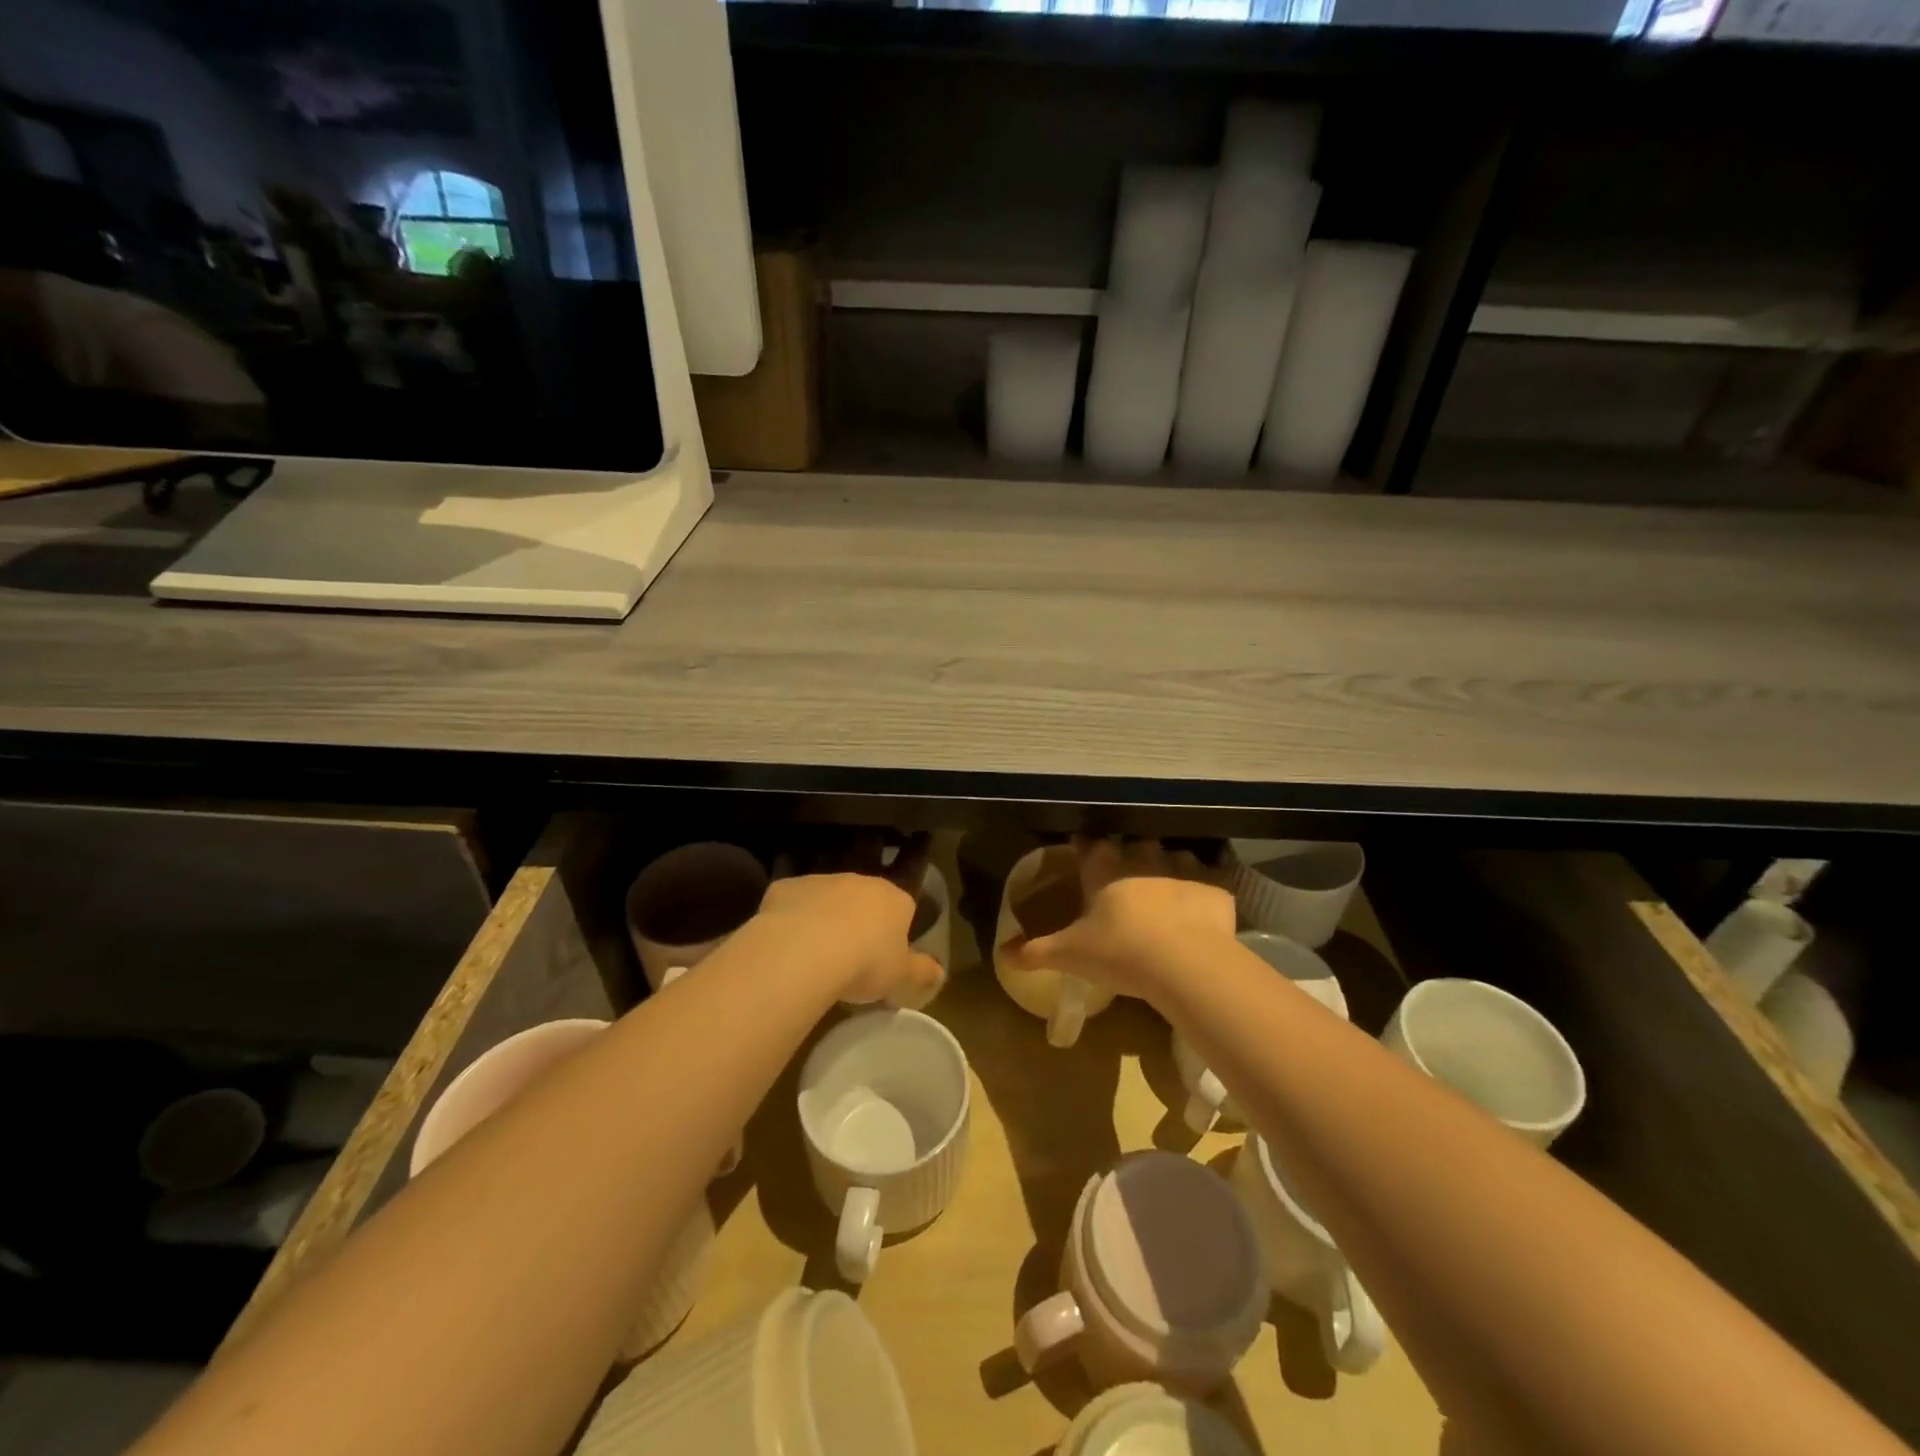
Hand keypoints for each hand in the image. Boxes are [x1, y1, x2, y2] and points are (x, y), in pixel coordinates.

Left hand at [756, 852, 943, 1007]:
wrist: (806, 950)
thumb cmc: (866, 963)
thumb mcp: (901, 976)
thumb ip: (921, 971)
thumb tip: (940, 973)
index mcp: (894, 899)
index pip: (906, 892)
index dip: (904, 900)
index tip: (900, 914)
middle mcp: (860, 881)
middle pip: (866, 887)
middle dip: (864, 901)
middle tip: (858, 925)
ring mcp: (822, 881)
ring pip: (828, 888)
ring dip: (827, 902)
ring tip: (818, 927)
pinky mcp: (787, 887)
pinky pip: (792, 897)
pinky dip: (791, 910)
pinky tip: (783, 930)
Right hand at [1001, 837, 1235, 1001]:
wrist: (1186, 964)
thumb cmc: (1120, 952)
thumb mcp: (1070, 955)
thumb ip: (1034, 952)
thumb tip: (1001, 955)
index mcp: (1105, 868)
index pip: (1089, 845)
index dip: (1085, 847)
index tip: (1082, 850)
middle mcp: (1142, 857)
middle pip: (1134, 844)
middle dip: (1130, 855)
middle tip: (1126, 875)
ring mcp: (1182, 868)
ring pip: (1174, 856)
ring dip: (1169, 867)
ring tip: (1166, 889)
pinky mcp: (1215, 886)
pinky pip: (1211, 879)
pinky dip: (1206, 889)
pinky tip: (1203, 906)